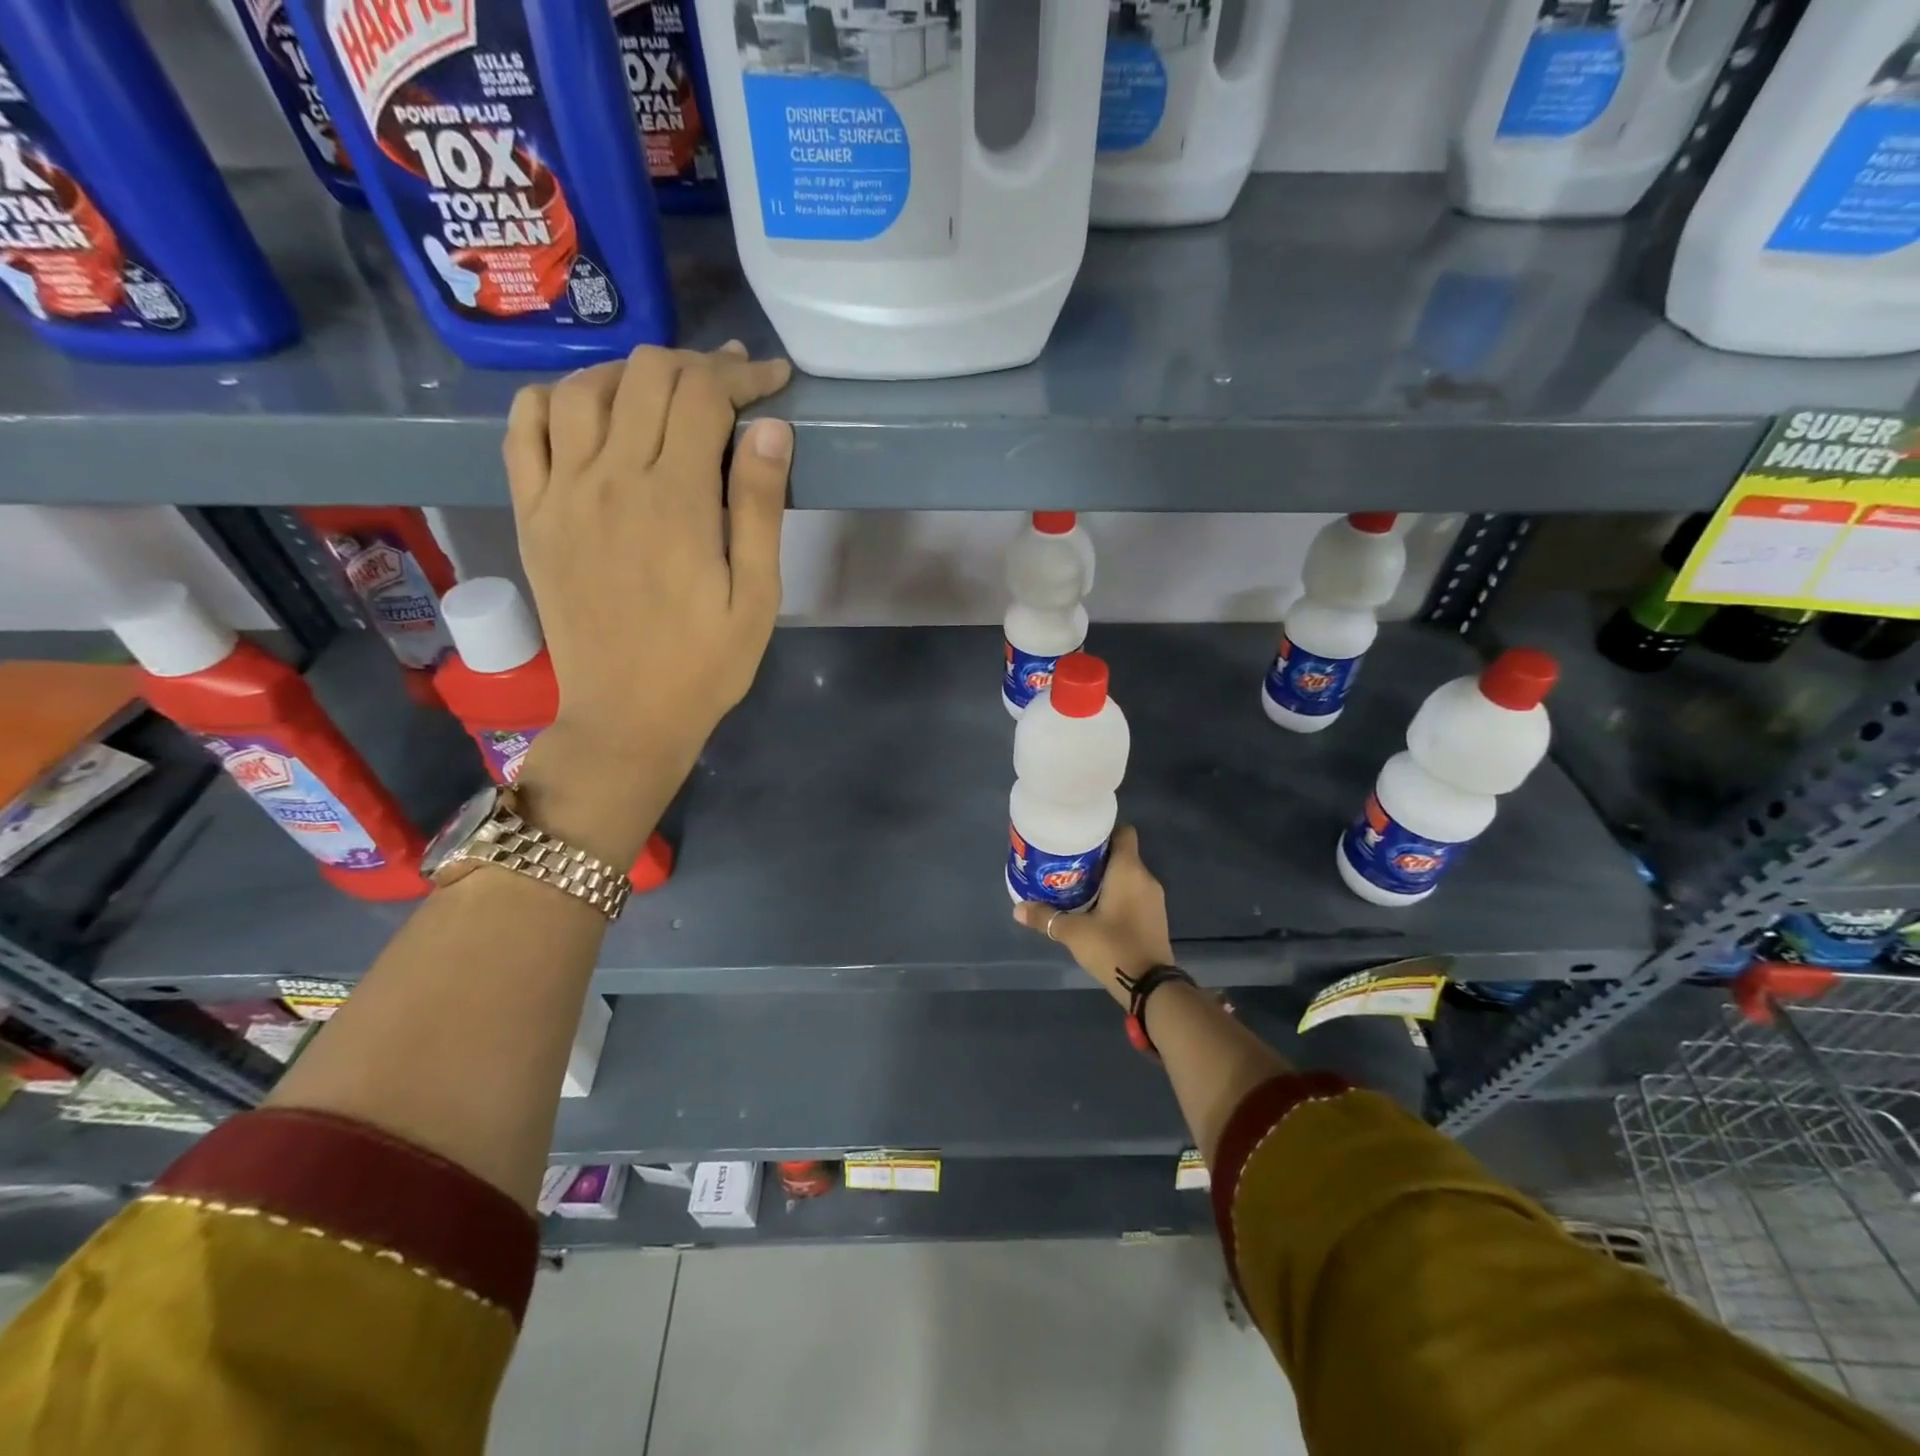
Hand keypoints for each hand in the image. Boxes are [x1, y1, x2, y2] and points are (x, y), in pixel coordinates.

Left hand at [504, 342, 792, 777]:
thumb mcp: (757, 596)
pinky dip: (555, 399)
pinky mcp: (532, 513)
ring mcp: (560, 493)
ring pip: (582, 388)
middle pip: (646, 376)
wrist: (627, 717)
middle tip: (731, 387)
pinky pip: (524, 427)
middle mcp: (609, 478)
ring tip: (665, 393)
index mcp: (674, 499)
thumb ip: (760, 507)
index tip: (774, 379)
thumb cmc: (706, 664)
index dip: (743, 375)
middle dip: (697, 366)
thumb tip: (769, 427)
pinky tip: (587, 410)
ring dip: (631, 374)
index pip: (704, 395)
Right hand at [1014, 827, 1174, 1006]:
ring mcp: (1154, 899)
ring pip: (1128, 875)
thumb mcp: (1074, 932)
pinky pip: (1134, 894)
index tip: (1080, 837)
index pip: (1124, 832)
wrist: (1151, 987)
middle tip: (1068, 863)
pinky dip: (1117, 895)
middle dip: (1097, 856)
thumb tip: (1017, 909)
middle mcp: (1145, 878)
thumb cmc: (1113, 947)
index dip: (1103, 830)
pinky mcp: (1155, 917)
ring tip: (1077, 885)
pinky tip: (1096, 908)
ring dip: (1106, 878)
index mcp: (1129, 870)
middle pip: (1122, 854)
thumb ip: (1046, 917)